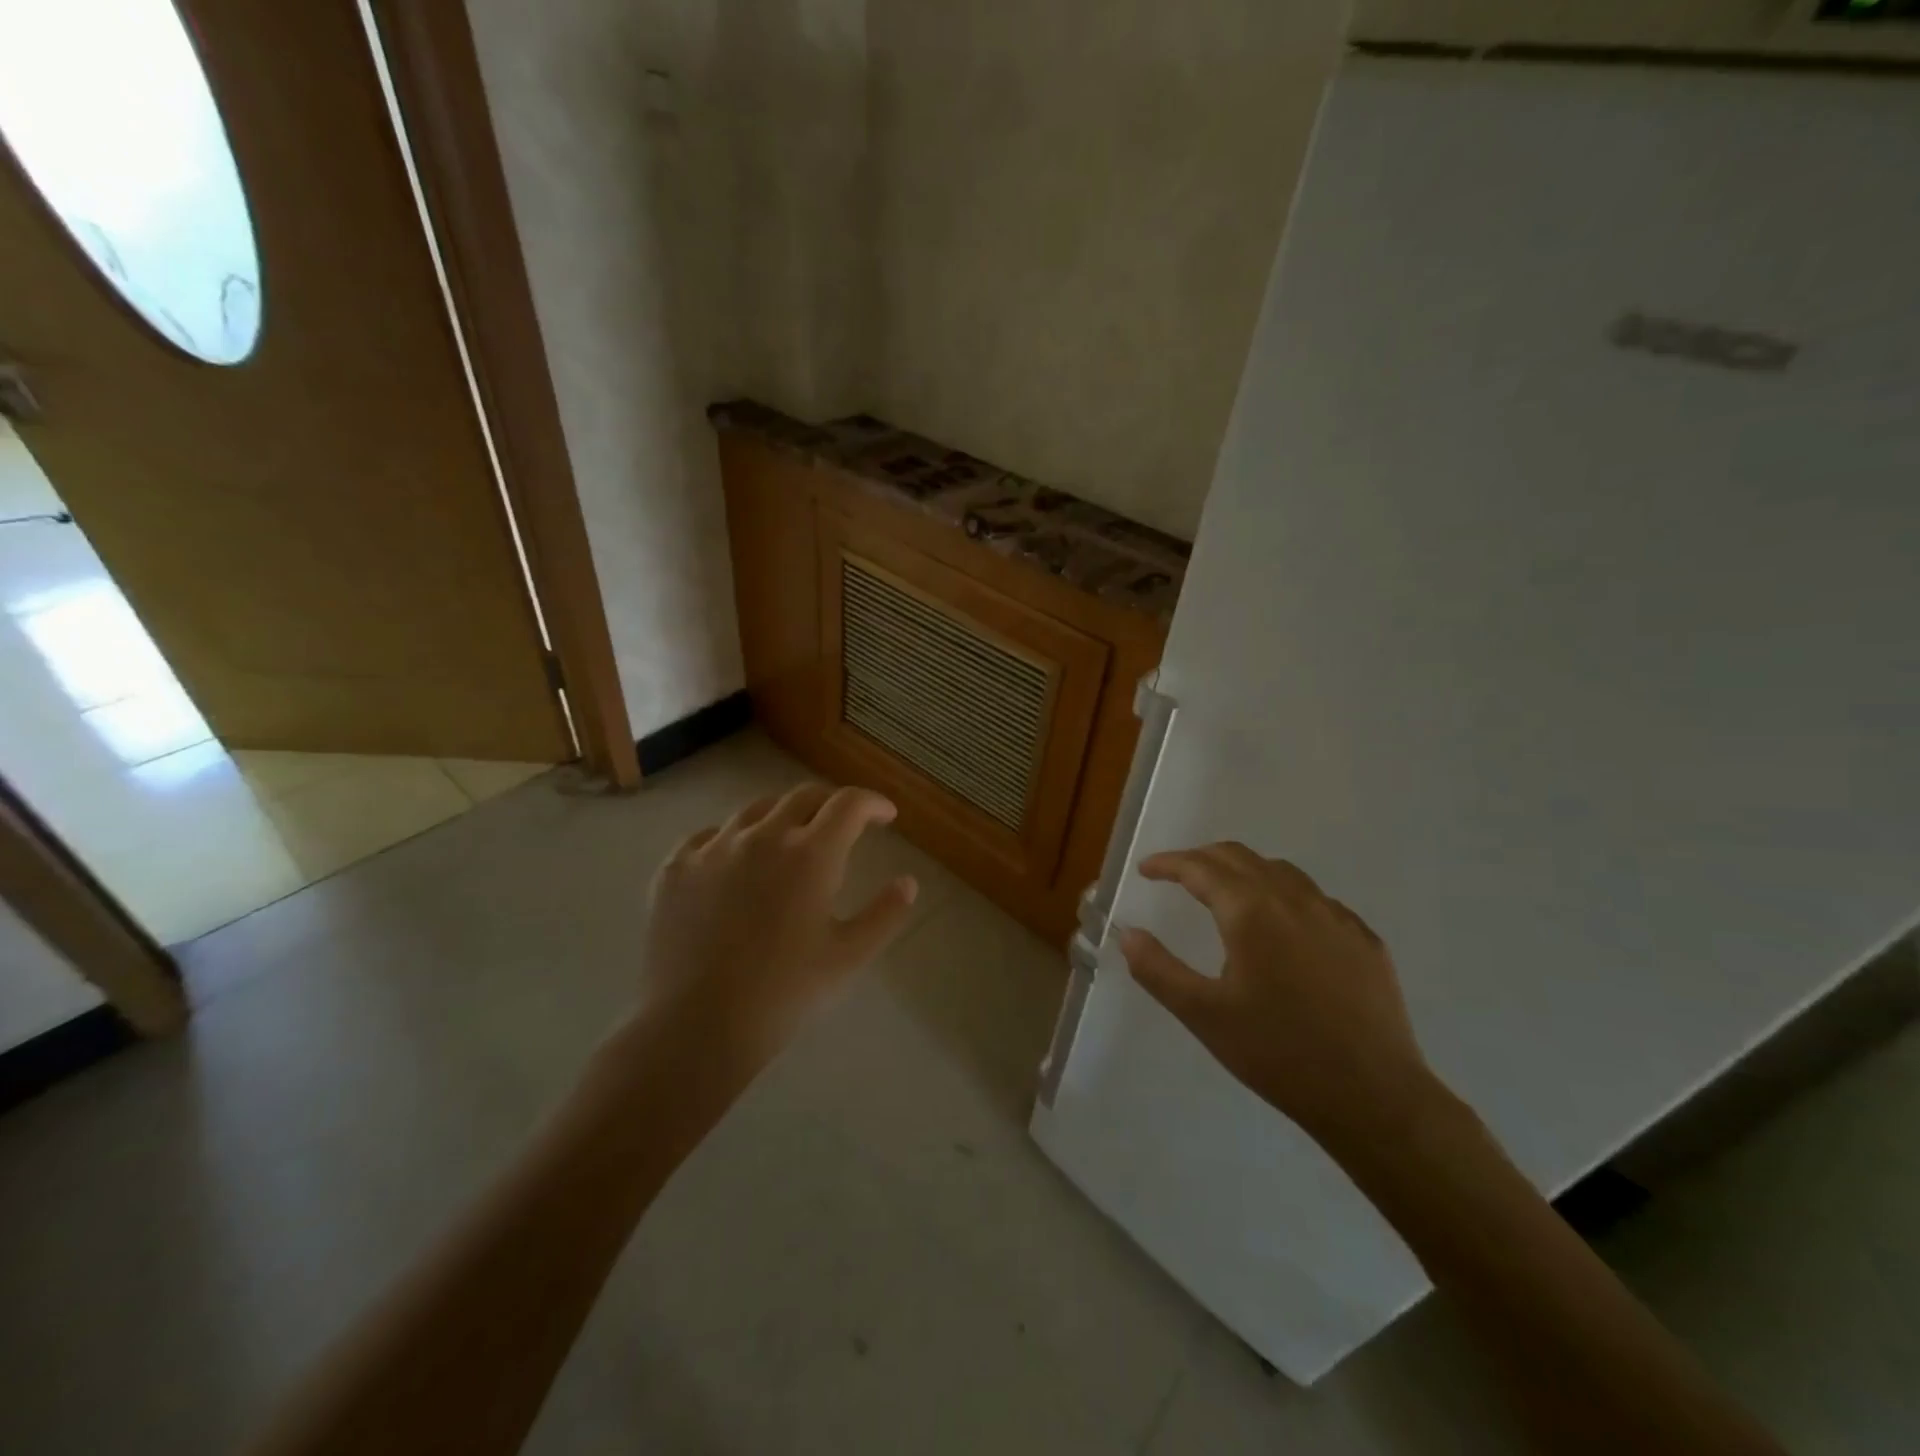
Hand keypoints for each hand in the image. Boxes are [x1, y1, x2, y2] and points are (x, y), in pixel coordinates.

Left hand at [632, 783, 918, 1077]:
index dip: (872, 803)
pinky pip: (709, 836)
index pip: (849, 804)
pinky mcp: (676, 868)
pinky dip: (733, 840)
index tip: (886, 816)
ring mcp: (713, 848)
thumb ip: (885, 914)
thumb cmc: (784, 993)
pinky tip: (735, 864)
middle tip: (843, 827)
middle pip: (803, 796)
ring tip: (789, 842)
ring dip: (783, 817)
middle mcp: (762, 836)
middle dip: (831, 805)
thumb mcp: (850, 957)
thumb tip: (908, 882)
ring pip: (755, 811)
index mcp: (811, 854)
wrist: (697, 1026)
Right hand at [1119, 843, 1434, 1148]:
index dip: (1168, 863)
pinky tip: (1284, 929)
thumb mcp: (1203, 1014)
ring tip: (1226, 894)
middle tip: (1178, 875)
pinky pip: (1316, 900)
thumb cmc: (1278, 1053)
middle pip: (1241, 857)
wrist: (1375, 1097)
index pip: (1200, 867)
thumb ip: (1158, 969)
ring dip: (1245, 872)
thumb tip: (1128, 934)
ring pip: (1281, 872)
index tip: (1146, 870)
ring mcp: (1336, 916)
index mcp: (1251, 911)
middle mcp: (1294, 899)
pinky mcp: (1364, 940)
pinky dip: (1285, 897)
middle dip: (1203, 859)